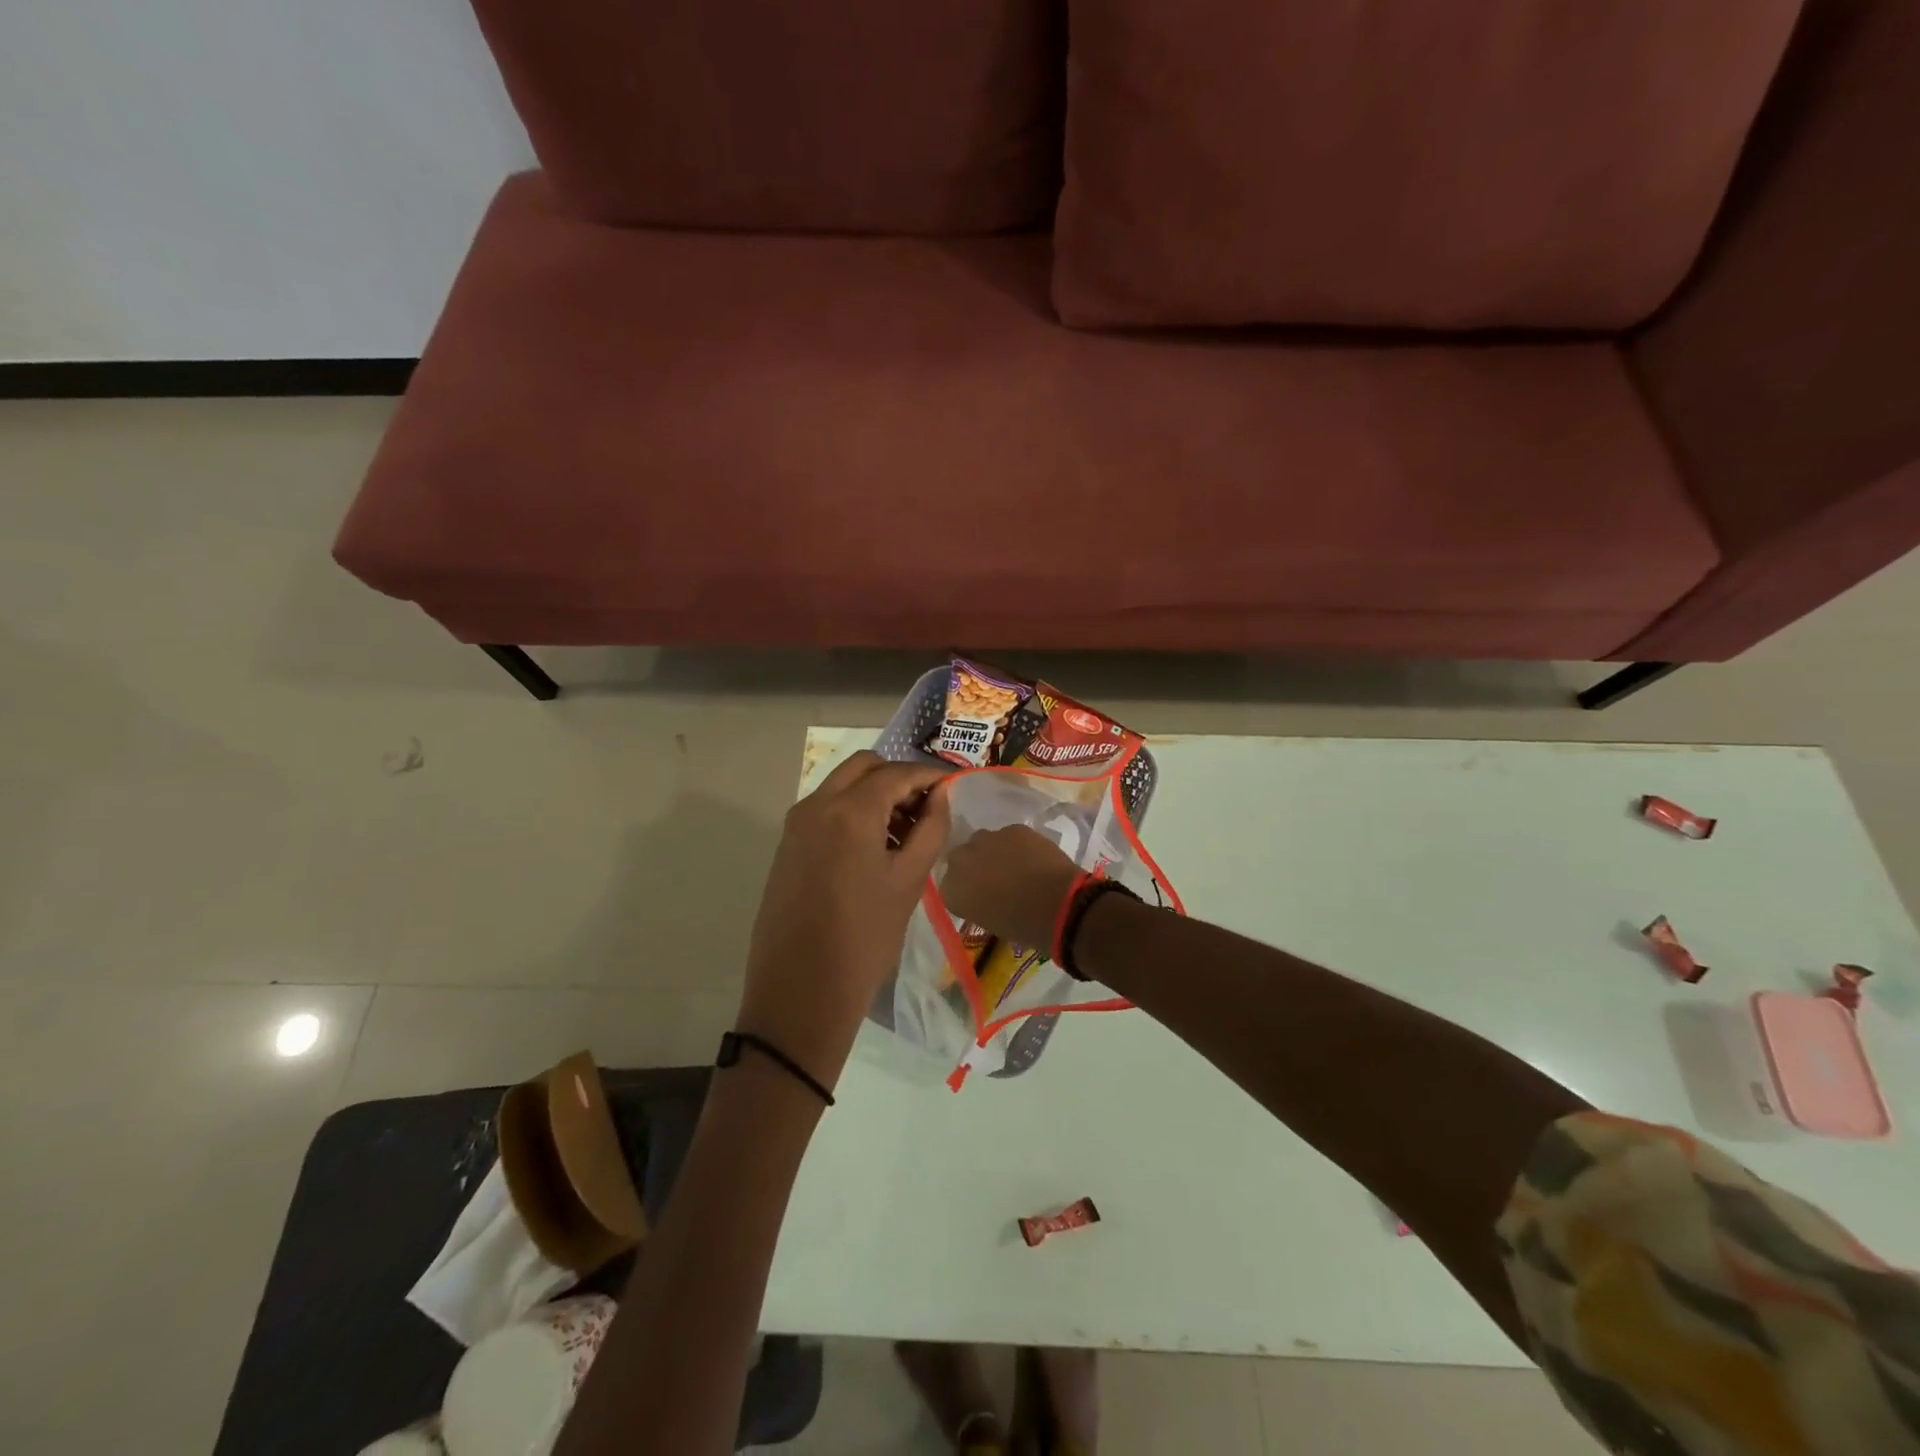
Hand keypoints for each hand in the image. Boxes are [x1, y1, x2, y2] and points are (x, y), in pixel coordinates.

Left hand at [737, 751, 952, 1086]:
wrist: (800, 992)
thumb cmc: (864, 937)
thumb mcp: (909, 881)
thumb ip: (930, 829)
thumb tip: (940, 796)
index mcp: (849, 811)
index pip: (897, 773)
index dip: (929, 776)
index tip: (954, 787)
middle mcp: (816, 805)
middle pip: (864, 766)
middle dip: (899, 777)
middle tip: (928, 806)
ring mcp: (796, 824)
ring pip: (843, 785)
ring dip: (875, 793)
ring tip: (907, 831)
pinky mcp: (788, 846)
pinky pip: (826, 810)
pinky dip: (854, 811)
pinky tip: (876, 846)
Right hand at [940, 825, 1080, 952]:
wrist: (1057, 905)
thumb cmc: (1023, 926)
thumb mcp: (990, 923)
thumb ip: (978, 904)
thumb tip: (987, 896)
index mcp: (951, 890)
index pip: (949, 885)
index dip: (965, 888)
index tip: (978, 896)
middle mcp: (960, 861)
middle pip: (961, 857)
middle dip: (974, 864)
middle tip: (994, 878)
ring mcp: (986, 840)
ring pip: (984, 842)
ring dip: (994, 851)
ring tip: (1016, 866)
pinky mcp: (1012, 828)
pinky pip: (1009, 835)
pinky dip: (1017, 845)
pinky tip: (1033, 857)